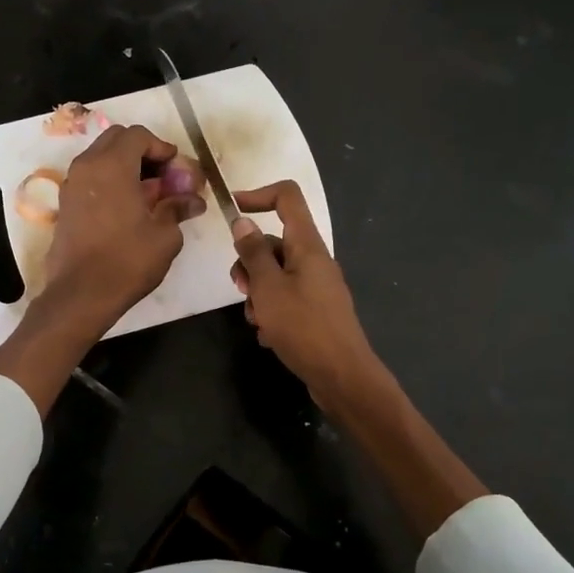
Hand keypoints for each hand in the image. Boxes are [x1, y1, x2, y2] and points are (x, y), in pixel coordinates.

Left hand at [41, 124, 204, 335]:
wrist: (81, 294)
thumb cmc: (127, 261)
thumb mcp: (165, 236)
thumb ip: (178, 209)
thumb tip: (194, 201)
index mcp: (112, 165)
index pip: (138, 135)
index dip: (162, 147)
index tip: (177, 169)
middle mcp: (87, 167)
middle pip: (116, 140)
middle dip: (142, 152)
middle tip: (163, 177)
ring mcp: (71, 185)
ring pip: (100, 158)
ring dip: (125, 166)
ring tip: (147, 194)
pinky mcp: (65, 205)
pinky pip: (90, 178)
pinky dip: (109, 182)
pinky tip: (127, 208)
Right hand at [228, 181, 380, 406]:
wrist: (341, 376)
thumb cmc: (303, 327)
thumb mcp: (268, 288)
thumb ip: (253, 254)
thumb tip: (243, 222)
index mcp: (308, 246)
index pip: (287, 198)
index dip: (258, 196)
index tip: (232, 211)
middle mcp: (315, 261)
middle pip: (274, 243)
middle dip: (250, 263)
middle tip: (241, 288)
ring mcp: (317, 287)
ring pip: (276, 275)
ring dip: (258, 294)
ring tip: (257, 320)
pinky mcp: (316, 312)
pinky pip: (286, 300)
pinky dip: (272, 312)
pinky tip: (269, 336)